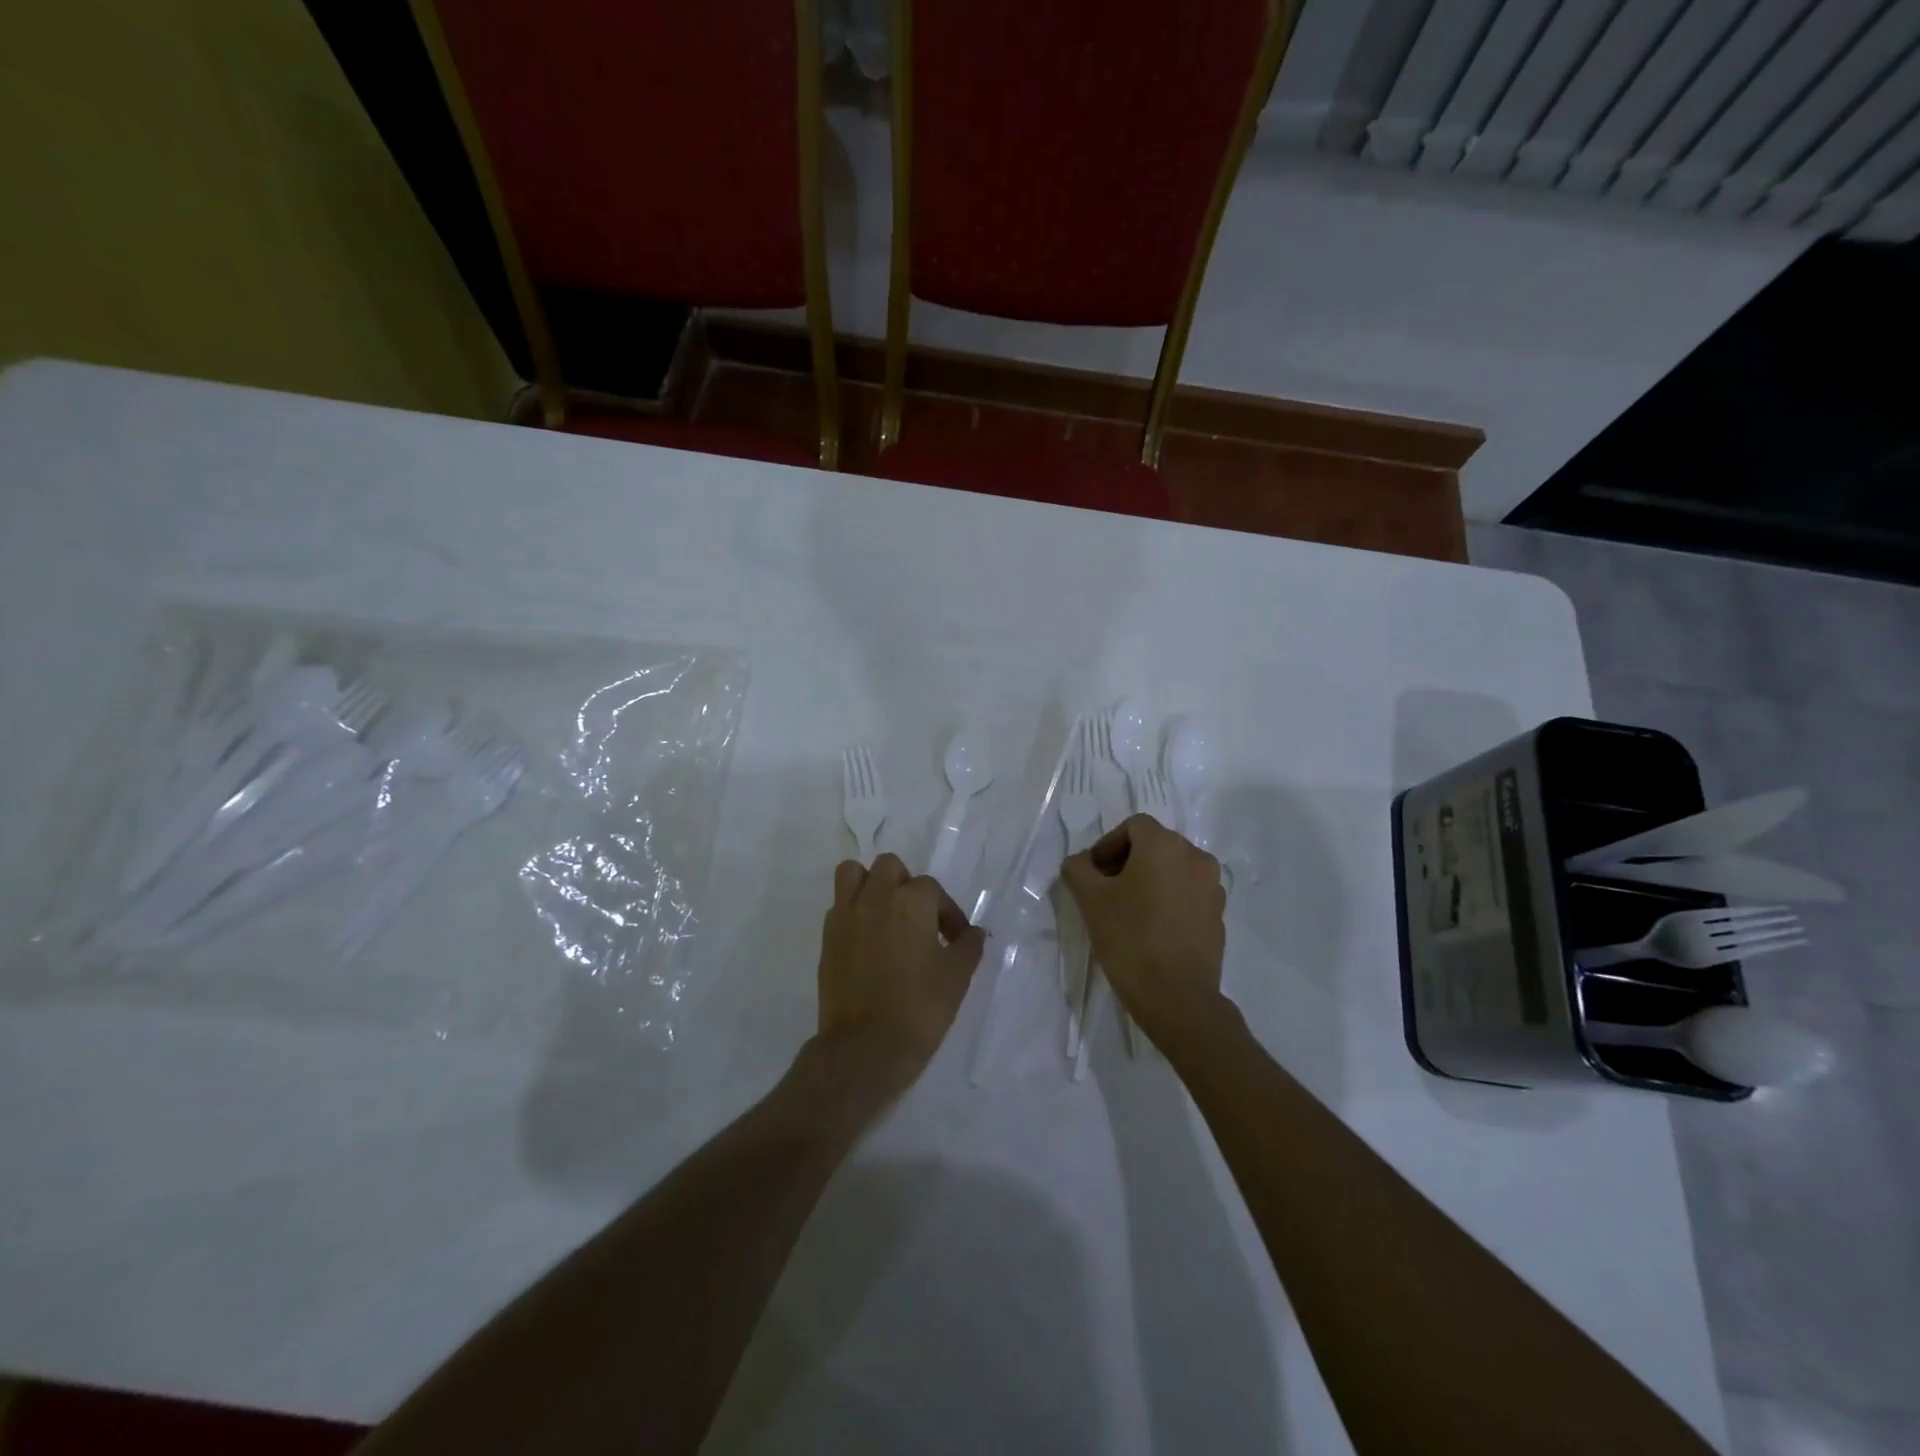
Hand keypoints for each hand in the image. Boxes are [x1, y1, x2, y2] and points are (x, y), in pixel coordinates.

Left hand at [816, 853, 985, 1091]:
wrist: (865, 1048)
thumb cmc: (919, 1008)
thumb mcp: (957, 977)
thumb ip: (968, 946)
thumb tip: (974, 933)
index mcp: (911, 901)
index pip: (932, 889)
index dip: (947, 912)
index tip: (955, 939)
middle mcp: (875, 897)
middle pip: (890, 867)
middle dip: (906, 885)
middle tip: (919, 918)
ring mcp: (846, 915)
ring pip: (853, 874)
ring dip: (870, 884)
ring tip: (885, 914)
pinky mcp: (827, 937)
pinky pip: (839, 906)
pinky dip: (853, 912)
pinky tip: (867, 940)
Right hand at [1060, 814, 1227, 1050]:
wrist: (1177, 997)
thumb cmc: (1130, 939)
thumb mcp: (1090, 900)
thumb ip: (1078, 869)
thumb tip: (1081, 862)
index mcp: (1165, 845)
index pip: (1133, 826)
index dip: (1107, 845)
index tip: (1092, 875)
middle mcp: (1195, 857)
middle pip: (1155, 845)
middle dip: (1127, 861)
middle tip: (1105, 891)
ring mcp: (1212, 887)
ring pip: (1173, 869)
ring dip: (1149, 880)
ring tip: (1128, 910)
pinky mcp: (1219, 915)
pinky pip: (1188, 893)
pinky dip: (1169, 899)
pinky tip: (1152, 928)